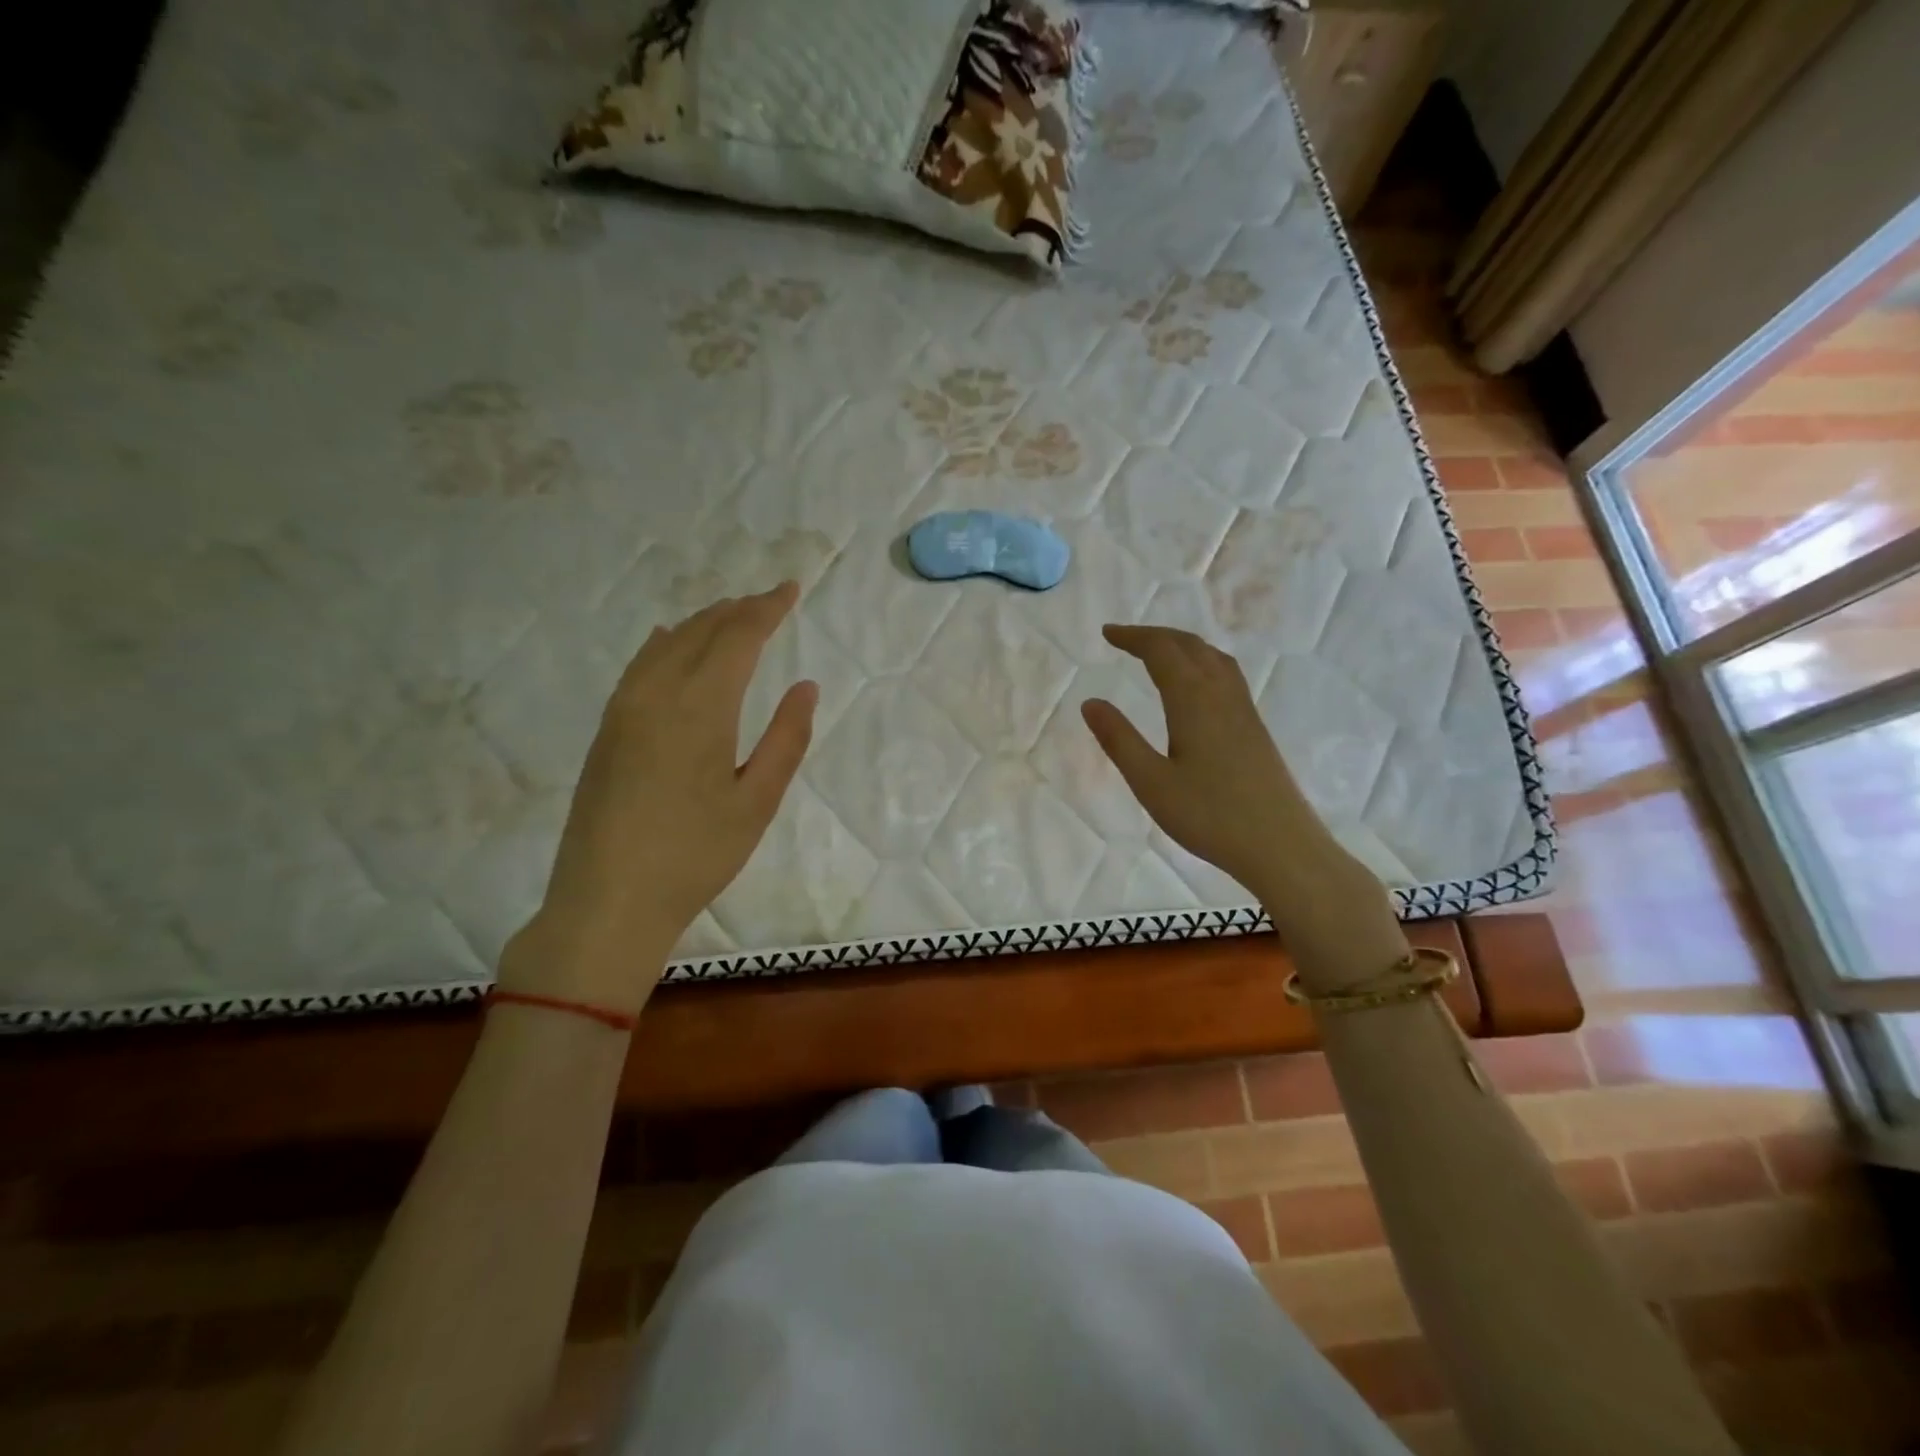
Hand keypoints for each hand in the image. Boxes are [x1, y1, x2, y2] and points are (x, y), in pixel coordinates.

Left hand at [503, 583, 817, 1012]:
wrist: (607, 901)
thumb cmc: (695, 855)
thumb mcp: (757, 802)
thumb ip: (786, 739)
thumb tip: (806, 687)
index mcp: (700, 707)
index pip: (737, 637)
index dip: (766, 609)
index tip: (791, 589)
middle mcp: (657, 693)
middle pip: (701, 631)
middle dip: (738, 609)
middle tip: (769, 599)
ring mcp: (624, 709)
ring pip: (667, 643)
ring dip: (703, 622)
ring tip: (731, 614)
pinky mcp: (607, 729)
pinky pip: (641, 664)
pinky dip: (667, 642)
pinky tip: (671, 641)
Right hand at [1081, 625, 1400, 981]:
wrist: (1280, 846)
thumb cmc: (1209, 816)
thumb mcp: (1151, 782)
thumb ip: (1119, 740)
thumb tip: (1090, 702)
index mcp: (1193, 700)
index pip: (1161, 651)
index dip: (1133, 637)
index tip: (1106, 634)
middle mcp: (1222, 694)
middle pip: (1189, 646)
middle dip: (1155, 636)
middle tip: (1124, 639)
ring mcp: (1244, 710)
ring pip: (1213, 658)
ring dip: (1182, 645)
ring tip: (1158, 652)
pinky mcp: (1255, 728)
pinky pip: (1226, 675)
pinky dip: (1202, 662)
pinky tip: (1197, 685)